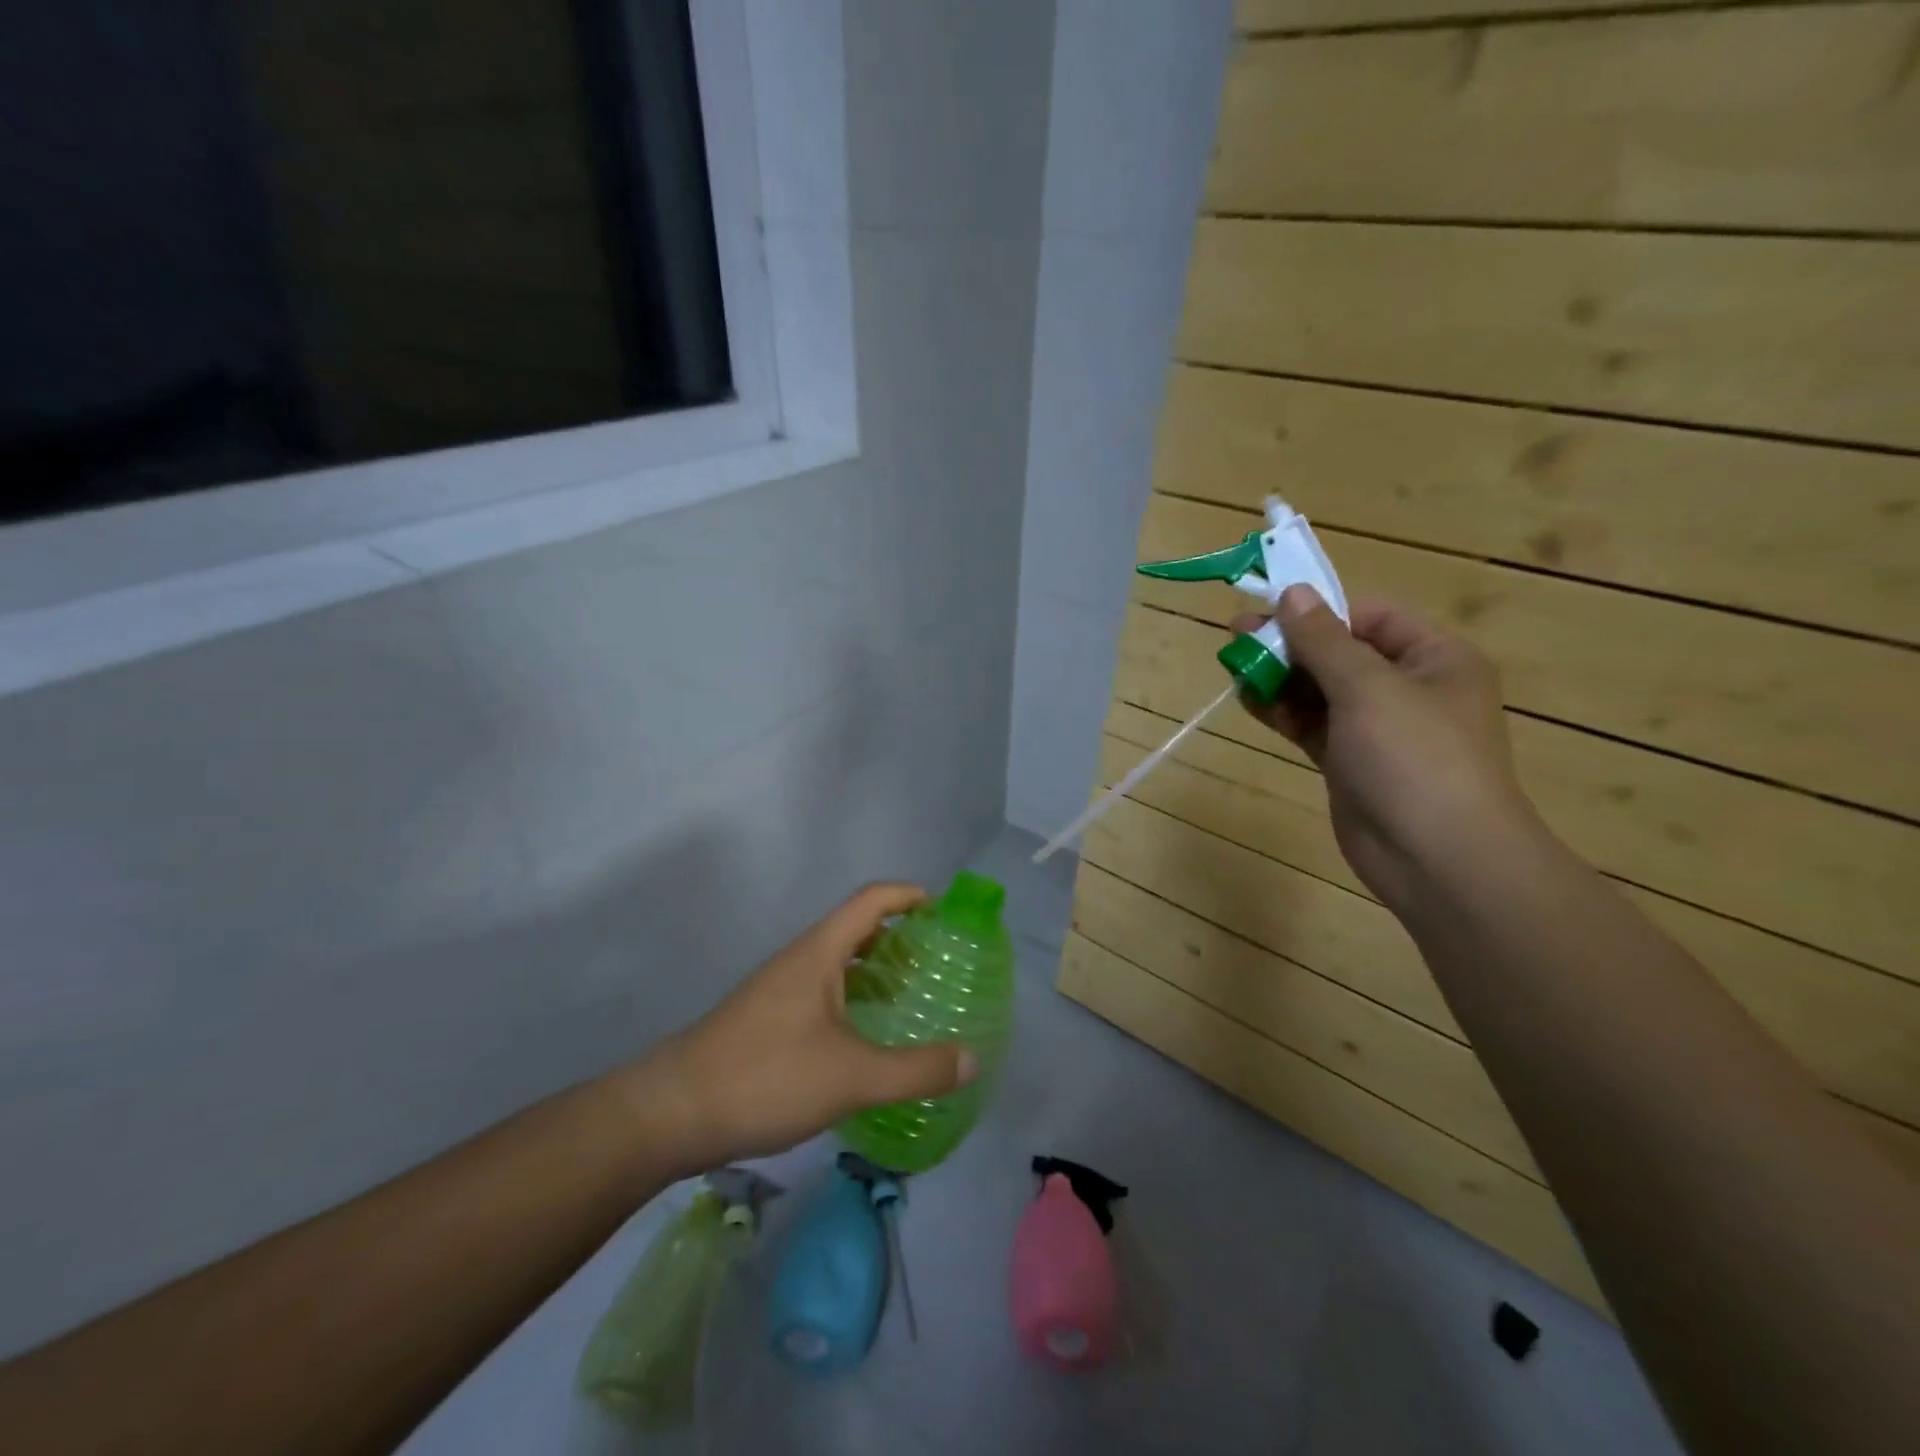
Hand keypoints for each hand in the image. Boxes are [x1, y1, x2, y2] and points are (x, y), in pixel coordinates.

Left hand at [621, 884, 977, 1173]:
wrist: (672, 1113)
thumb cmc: (765, 1076)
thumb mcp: (851, 1076)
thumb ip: (915, 1070)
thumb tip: (972, 1059)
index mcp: (820, 952)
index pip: (872, 900)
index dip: (910, 895)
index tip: (946, 911)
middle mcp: (800, 961)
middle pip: (857, 928)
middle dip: (901, 936)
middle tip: (939, 962)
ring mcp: (780, 990)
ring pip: (839, 964)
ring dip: (876, 970)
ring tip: (912, 998)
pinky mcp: (768, 1021)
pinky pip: (824, 993)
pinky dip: (855, 1000)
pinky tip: (867, 1039)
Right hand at [1232, 586, 1543, 911]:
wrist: (1436, 858)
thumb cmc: (1414, 758)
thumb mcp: (1368, 688)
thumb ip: (1324, 641)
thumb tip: (1292, 592)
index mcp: (1434, 659)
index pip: (1371, 617)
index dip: (1321, 611)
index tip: (1270, 611)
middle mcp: (1408, 688)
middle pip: (1340, 653)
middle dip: (1290, 645)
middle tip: (1236, 638)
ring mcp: (1377, 729)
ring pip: (1320, 691)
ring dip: (1280, 679)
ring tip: (1234, 668)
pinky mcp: (1350, 762)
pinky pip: (1312, 725)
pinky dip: (1282, 712)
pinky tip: (1249, 700)